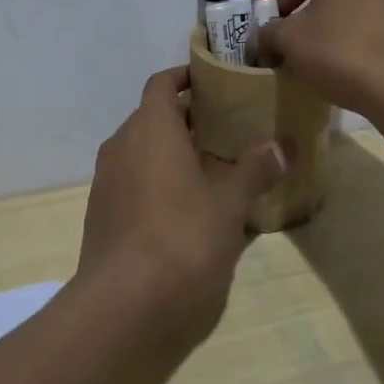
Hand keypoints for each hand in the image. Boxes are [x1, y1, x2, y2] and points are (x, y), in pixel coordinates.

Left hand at [76, 67, 286, 349]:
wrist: (123, 306)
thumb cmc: (182, 238)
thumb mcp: (229, 204)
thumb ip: (254, 170)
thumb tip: (282, 145)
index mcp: (151, 129)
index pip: (162, 84)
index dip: (185, 77)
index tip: (213, 81)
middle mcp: (122, 146)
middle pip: (152, 117)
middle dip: (186, 119)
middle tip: (225, 128)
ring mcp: (107, 182)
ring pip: (141, 151)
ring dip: (171, 152)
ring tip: (211, 168)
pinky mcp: (102, 214)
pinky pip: (132, 181)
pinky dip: (156, 181)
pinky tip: (185, 208)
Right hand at [257, 0, 383, 115]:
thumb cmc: (344, 48)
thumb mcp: (290, 40)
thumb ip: (268, 34)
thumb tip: (259, 41)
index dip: (284, 2)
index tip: (274, 31)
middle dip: (315, 14)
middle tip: (299, 45)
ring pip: (365, 7)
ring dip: (344, 28)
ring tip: (330, 62)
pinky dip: (372, 43)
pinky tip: (362, 71)